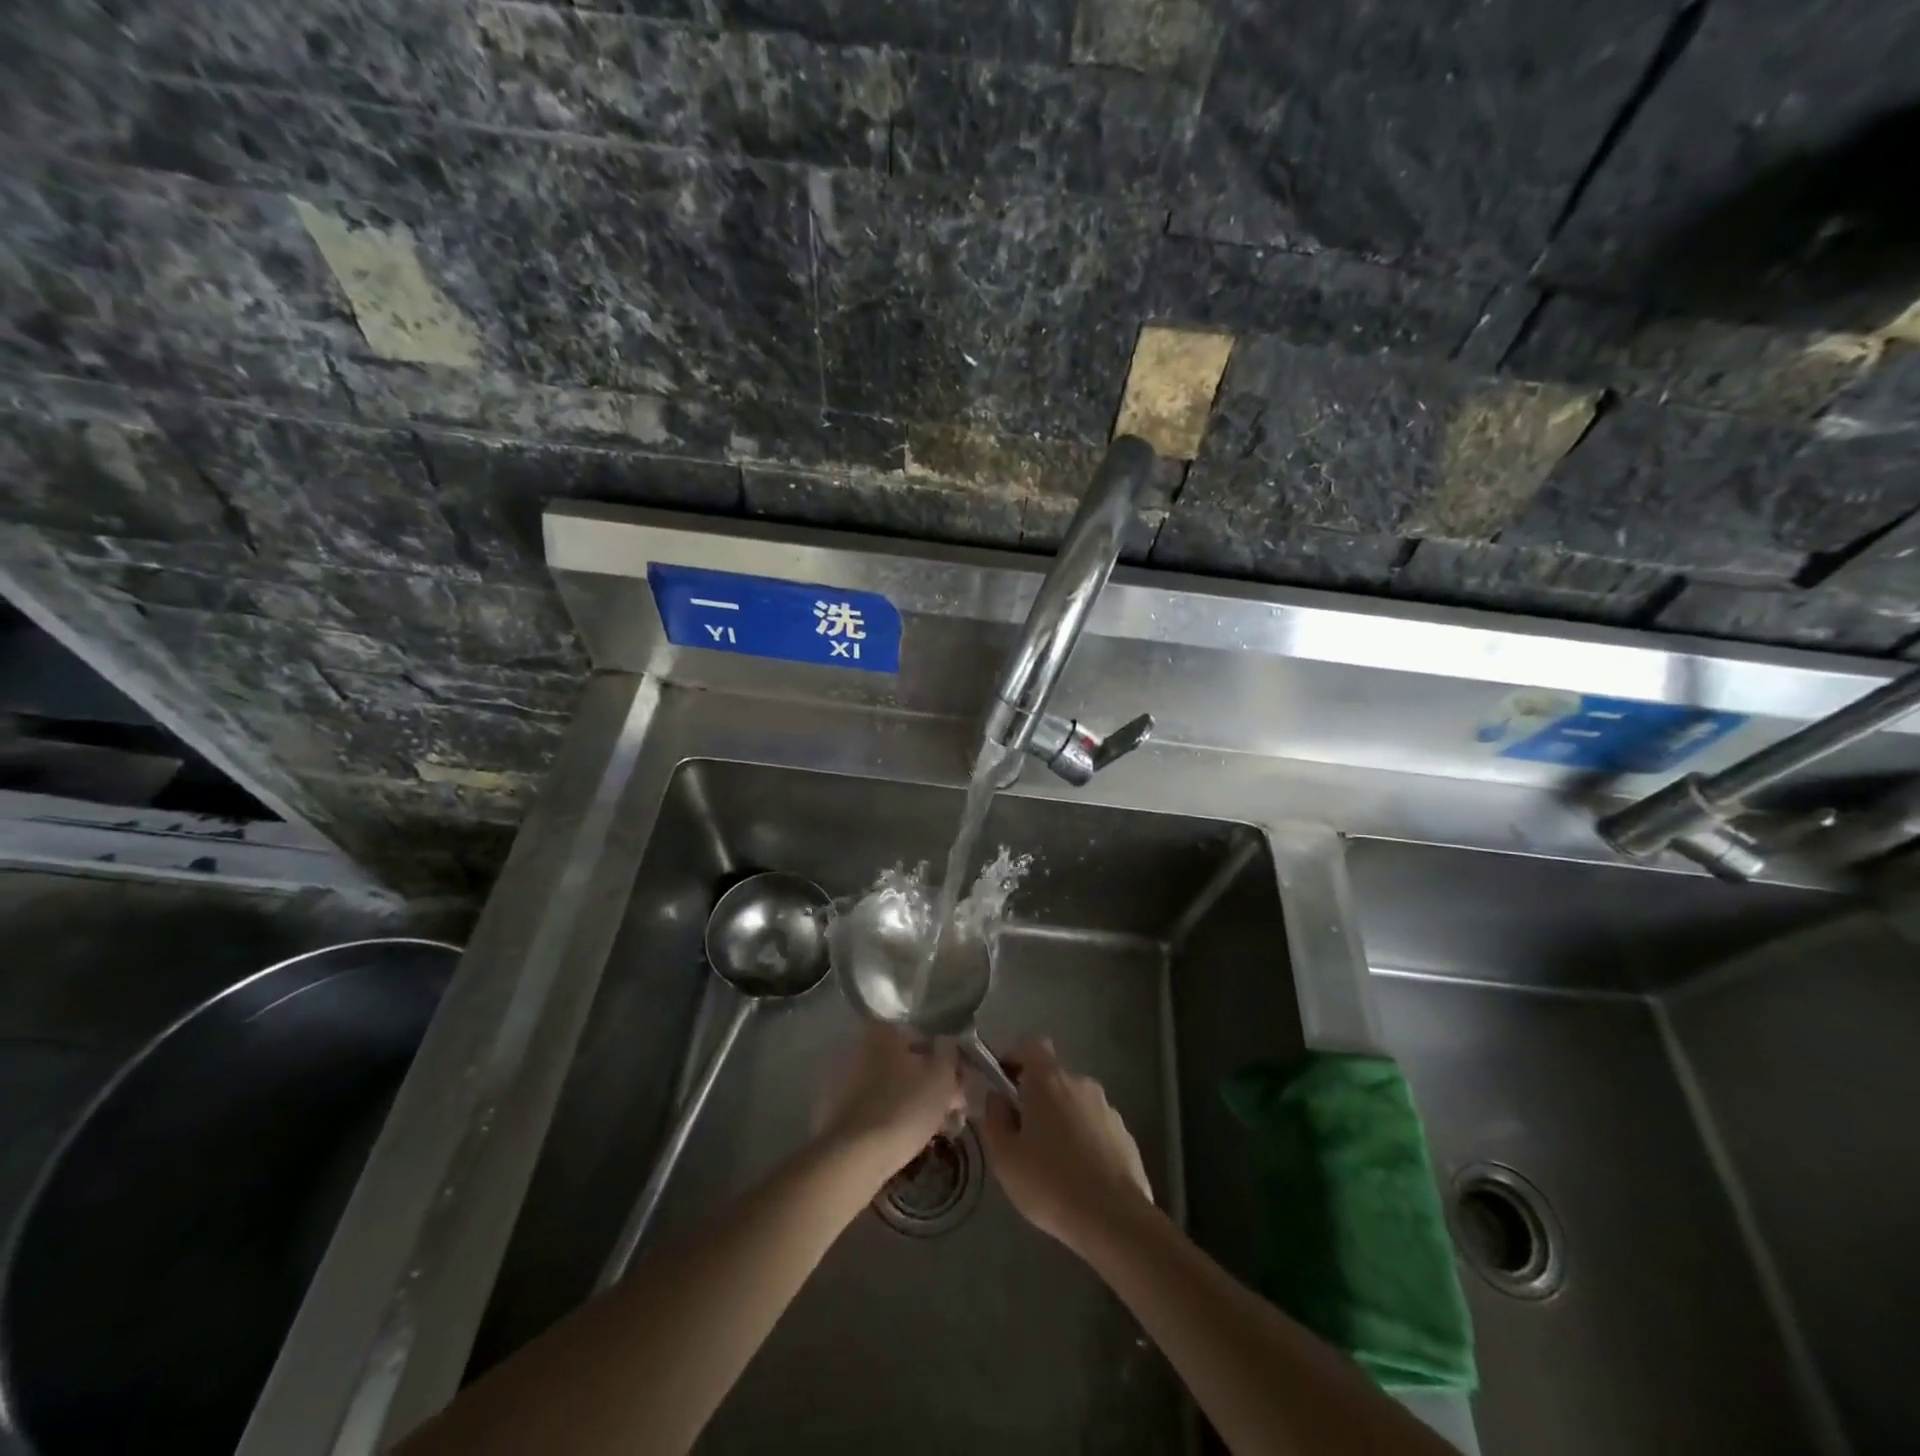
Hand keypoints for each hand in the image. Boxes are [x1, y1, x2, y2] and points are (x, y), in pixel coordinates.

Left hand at [817, 1022, 963, 1177]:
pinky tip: (908, 1140)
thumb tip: (946, 1044)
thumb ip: (949, 1053)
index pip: (923, 1040)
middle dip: (930, 1086)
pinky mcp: (835, 1111)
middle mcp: (859, 1047)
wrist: (853, 1158)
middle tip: (951, 1114)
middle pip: (906, 1064)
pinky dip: (891, 1118)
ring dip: (913, 1104)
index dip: (946, 1064)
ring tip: (934, 1132)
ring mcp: (844, 1080)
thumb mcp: (941, 1077)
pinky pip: (874, 1108)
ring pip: (891, 1088)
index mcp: (882, 1032)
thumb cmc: (904, 1108)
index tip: (958, 1089)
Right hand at [980, 1039, 1153, 1252]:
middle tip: (1022, 1133)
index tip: (1002, 1083)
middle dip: (1035, 1097)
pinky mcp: (1125, 1134)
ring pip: (1074, 1102)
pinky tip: (1079, 1175)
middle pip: (1052, 1076)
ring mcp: (1107, 1107)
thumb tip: (997, 1098)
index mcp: (1049, 1080)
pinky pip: (1095, 1126)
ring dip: (1061, 1119)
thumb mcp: (1005, 1157)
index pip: (1030, 1045)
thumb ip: (994, 1119)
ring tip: (1052, 1161)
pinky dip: (1083, 1139)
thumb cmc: (1050, 1183)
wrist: (1114, 1220)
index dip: (1014, 1057)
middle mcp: (1080, 1083)